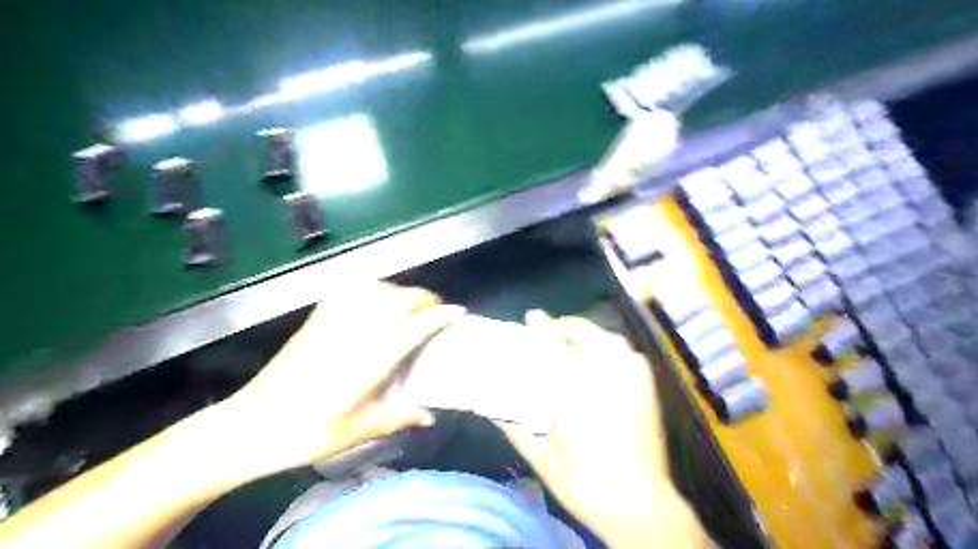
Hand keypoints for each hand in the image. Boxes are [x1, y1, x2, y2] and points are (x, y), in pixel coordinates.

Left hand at [221, 282, 465, 472]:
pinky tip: (374, 302)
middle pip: (405, 297)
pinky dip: (373, 289)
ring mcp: (338, 316)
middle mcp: (362, 324)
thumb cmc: (313, 430)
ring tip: (409, 308)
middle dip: (428, 300)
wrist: (254, 423)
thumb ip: (401, 416)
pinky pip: (354, 290)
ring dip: (402, 292)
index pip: (421, 322)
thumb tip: (430, 416)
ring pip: (381, 288)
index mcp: (378, 351)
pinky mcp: (319, 316)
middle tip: (436, 314)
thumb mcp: (363, 428)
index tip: (459, 313)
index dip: (444, 315)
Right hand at [500, 310, 706, 546]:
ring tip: (570, 340)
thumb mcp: (542, 458)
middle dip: (563, 326)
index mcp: (577, 394)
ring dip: (586, 333)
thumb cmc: (585, 484)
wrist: (641, 506)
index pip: (555, 346)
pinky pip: (627, 351)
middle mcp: (607, 378)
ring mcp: (632, 379)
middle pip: (584, 333)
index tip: (531, 316)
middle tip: (547, 331)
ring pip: (607, 337)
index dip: (542, 328)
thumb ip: (514, 428)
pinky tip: (600, 356)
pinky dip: (610, 345)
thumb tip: (491, 407)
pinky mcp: (647, 387)